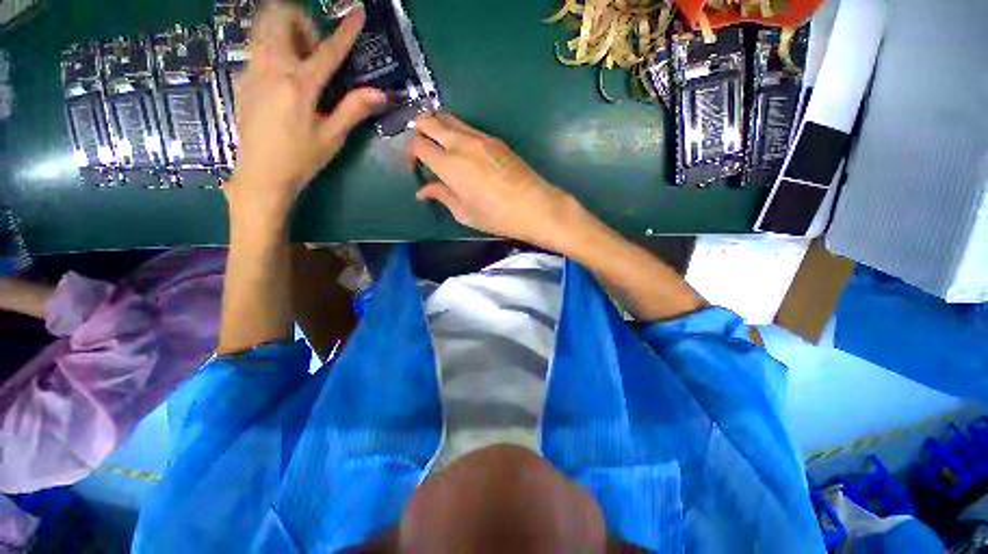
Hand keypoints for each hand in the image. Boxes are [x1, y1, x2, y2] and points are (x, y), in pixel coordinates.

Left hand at [226, 1, 385, 222]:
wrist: (260, 174)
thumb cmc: (301, 158)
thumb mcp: (332, 137)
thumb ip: (353, 109)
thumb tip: (381, 94)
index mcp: (298, 85)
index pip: (327, 50)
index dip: (346, 31)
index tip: (358, 12)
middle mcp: (271, 67)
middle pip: (278, 17)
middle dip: (300, 21)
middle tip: (315, 48)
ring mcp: (252, 70)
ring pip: (262, 27)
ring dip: (284, 30)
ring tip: (301, 60)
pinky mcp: (243, 79)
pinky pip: (256, 46)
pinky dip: (273, 47)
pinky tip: (285, 76)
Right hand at [410, 114, 583, 249]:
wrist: (535, 207)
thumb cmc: (497, 217)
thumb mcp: (464, 213)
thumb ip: (442, 196)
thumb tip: (423, 191)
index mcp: (450, 165)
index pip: (418, 144)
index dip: (411, 153)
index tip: (417, 168)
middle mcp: (461, 143)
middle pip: (429, 120)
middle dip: (419, 131)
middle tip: (424, 152)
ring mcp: (481, 138)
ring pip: (449, 118)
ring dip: (438, 128)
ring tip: (442, 149)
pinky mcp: (495, 139)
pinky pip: (468, 127)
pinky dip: (457, 133)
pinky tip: (463, 152)